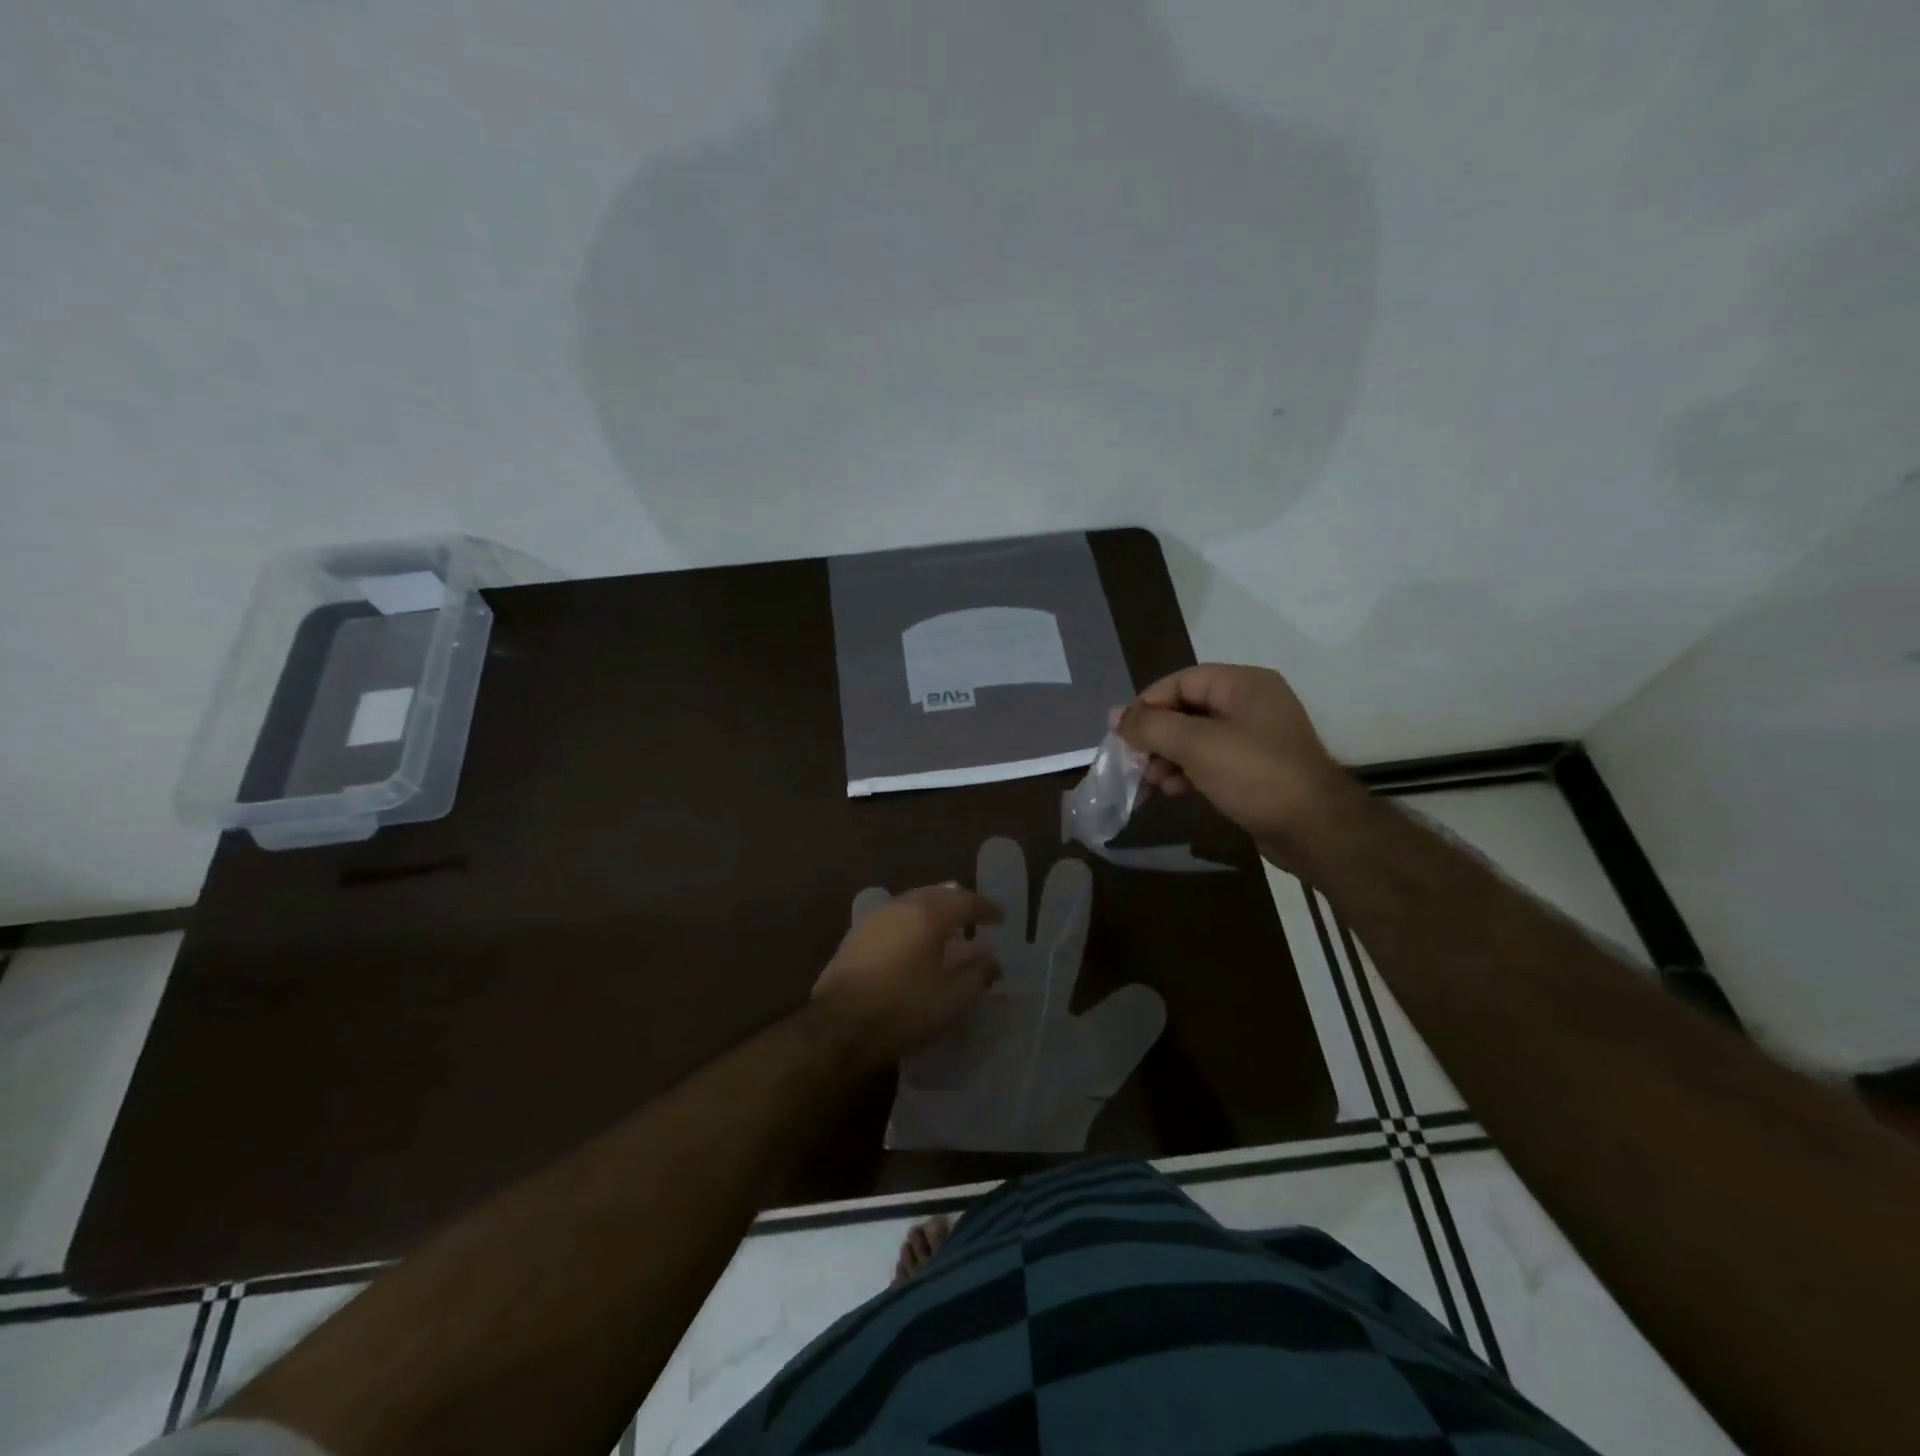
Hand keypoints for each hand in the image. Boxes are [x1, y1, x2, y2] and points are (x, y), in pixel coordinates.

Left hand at [811, 886, 1001, 1067]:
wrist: (839, 1027)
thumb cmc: (903, 1009)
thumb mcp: (953, 998)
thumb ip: (978, 973)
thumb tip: (990, 959)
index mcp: (927, 914)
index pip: (965, 901)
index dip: (986, 909)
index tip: (1001, 918)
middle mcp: (900, 905)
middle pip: (937, 895)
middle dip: (958, 904)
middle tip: (975, 919)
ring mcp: (874, 918)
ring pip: (912, 903)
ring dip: (933, 913)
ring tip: (947, 932)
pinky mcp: (856, 935)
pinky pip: (894, 918)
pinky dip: (912, 924)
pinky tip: (915, 944)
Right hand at [1116, 663, 1368, 874]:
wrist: (1314, 829)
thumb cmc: (1253, 774)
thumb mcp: (1195, 744)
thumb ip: (1151, 726)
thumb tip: (1114, 714)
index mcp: (1243, 684)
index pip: (1181, 681)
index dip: (1148, 704)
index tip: (1123, 734)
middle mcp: (1251, 704)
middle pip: (1187, 709)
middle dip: (1157, 736)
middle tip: (1135, 762)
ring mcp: (1257, 738)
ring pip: (1197, 738)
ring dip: (1169, 757)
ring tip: (1153, 782)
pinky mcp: (1257, 769)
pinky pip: (1212, 761)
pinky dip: (1189, 772)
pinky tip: (1174, 791)